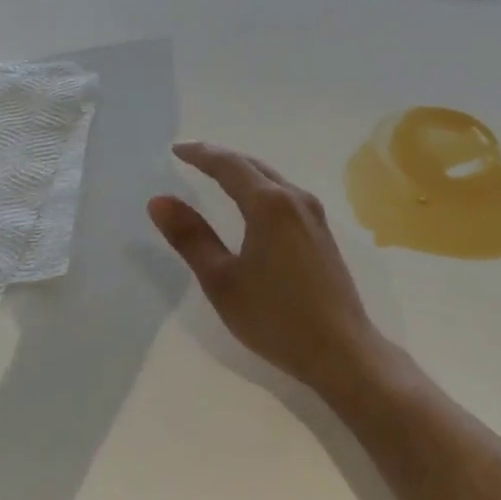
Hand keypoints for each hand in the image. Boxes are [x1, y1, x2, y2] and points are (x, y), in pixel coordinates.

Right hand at [149, 143, 383, 394]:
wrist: (342, 350)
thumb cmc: (275, 317)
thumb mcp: (222, 280)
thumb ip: (191, 237)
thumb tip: (159, 200)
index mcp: (269, 204)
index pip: (229, 165)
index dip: (201, 154)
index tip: (176, 149)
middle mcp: (295, 199)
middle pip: (254, 166)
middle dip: (222, 158)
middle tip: (192, 157)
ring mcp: (314, 215)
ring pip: (273, 179)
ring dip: (244, 172)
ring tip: (217, 175)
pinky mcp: (323, 233)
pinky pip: (285, 195)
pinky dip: (261, 188)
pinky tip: (253, 205)